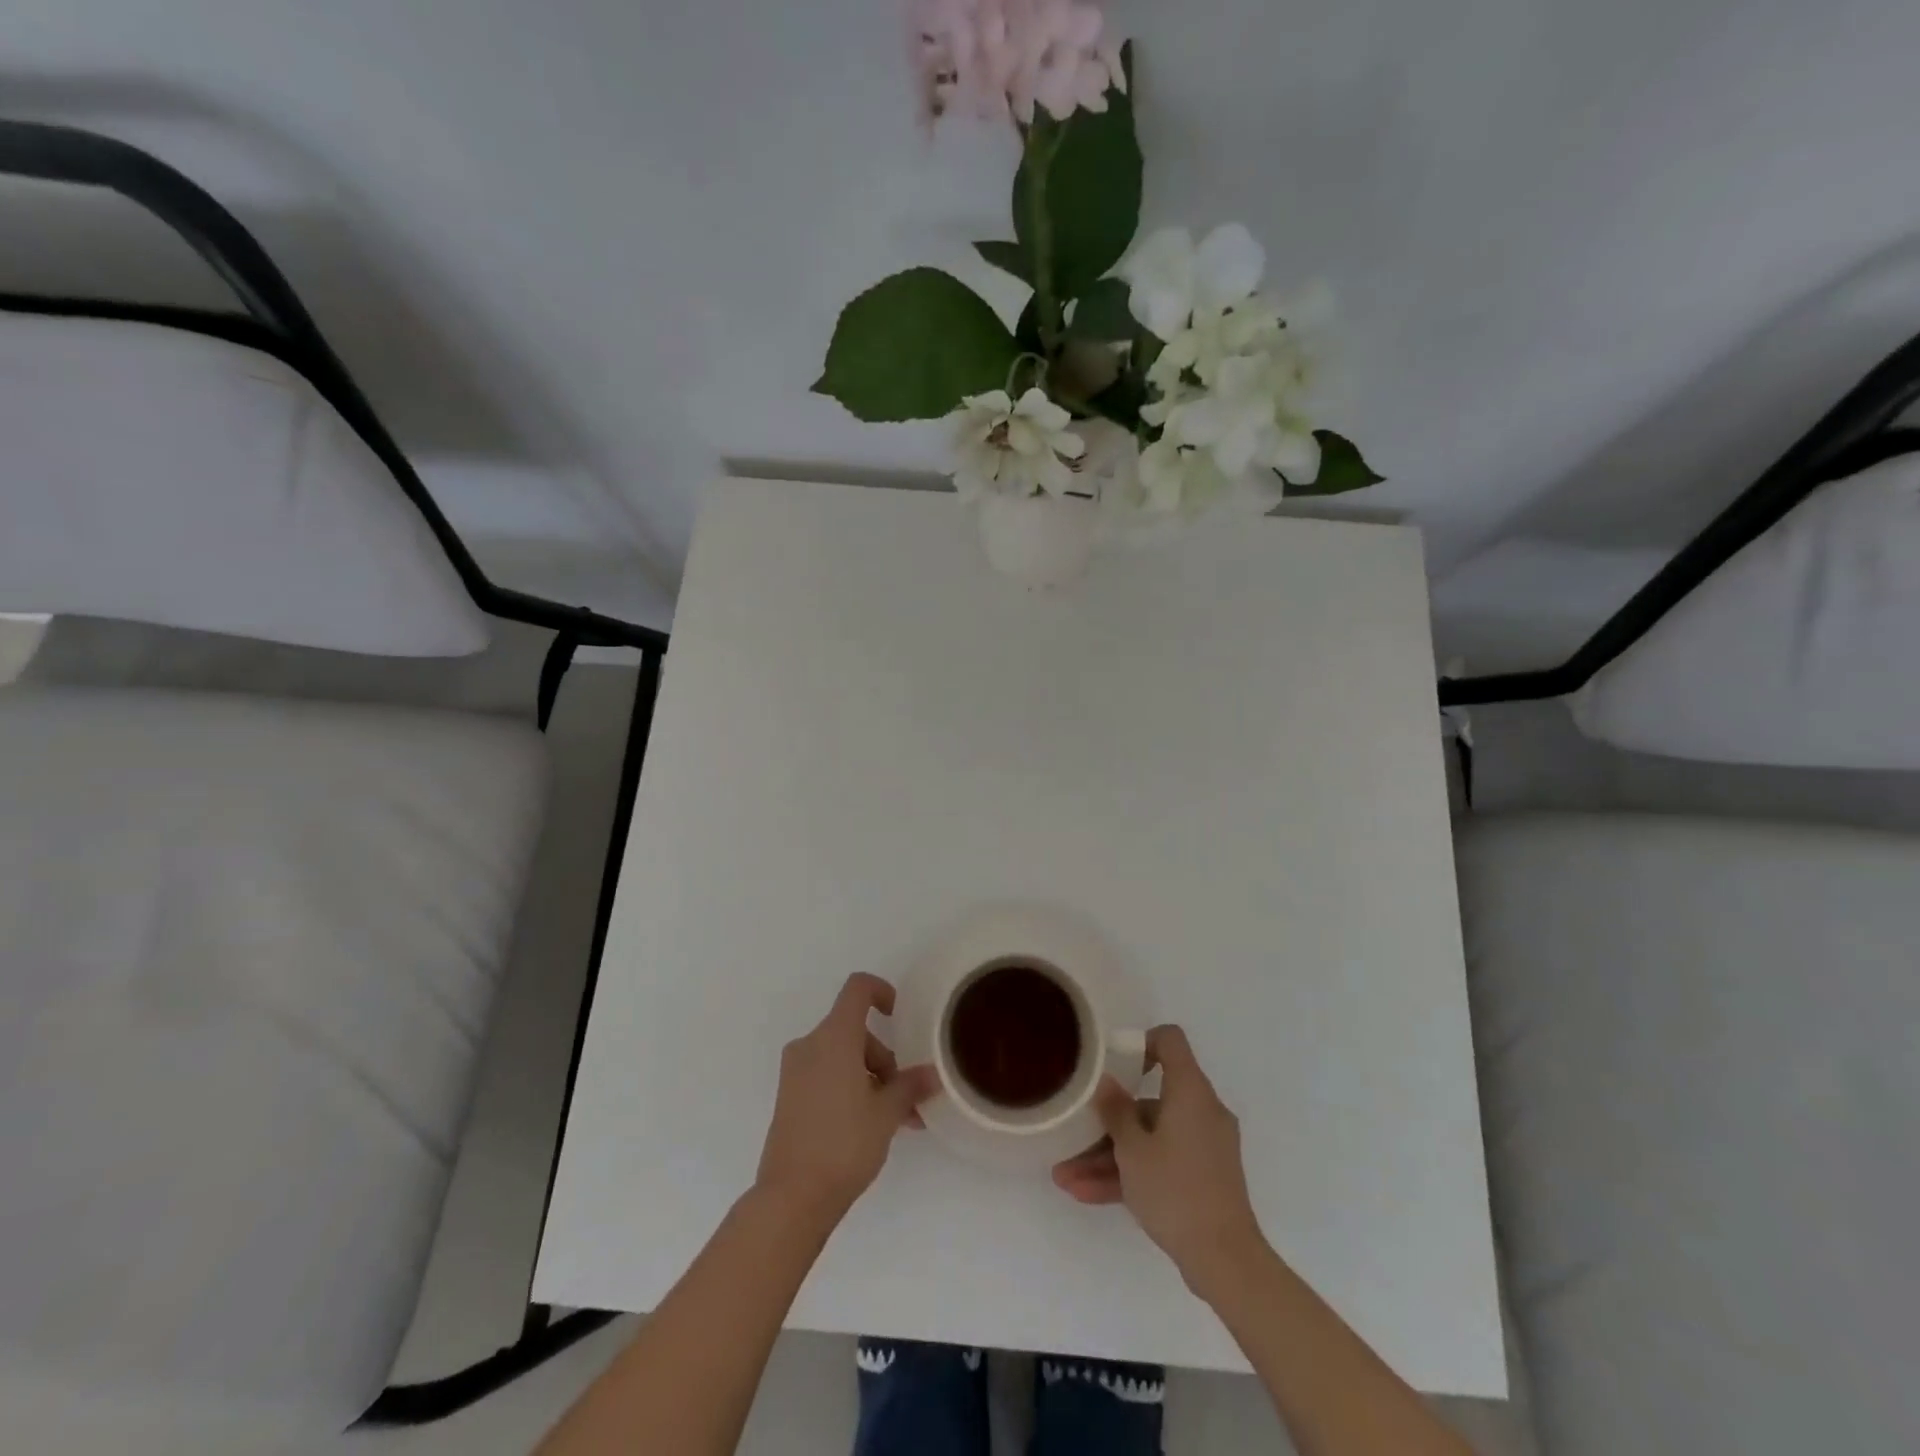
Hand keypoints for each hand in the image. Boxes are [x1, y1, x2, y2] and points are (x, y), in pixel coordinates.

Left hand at [755, 973, 936, 1223]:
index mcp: (834, 1037)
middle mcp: (810, 1045)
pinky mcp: (788, 1097)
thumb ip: (910, 1086)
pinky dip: (849, 1088)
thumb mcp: (887, 1113)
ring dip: (870, 1078)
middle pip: (854, 1031)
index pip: (858, 989)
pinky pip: (826, 1076)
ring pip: (842, 1056)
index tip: (899, 1016)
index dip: (882, 991)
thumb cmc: (844, 1143)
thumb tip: (931, 1074)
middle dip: (883, 1058)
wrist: (791, 1197)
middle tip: (904, 1097)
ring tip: (895, 1120)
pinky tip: (869, 1125)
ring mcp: (795, 1072)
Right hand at [1052, 1025, 1266, 1296]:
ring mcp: (1203, 1146)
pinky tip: (1087, 1194)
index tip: (1114, 1064)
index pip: (1170, 1041)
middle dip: (1109, 1120)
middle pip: (1150, 1099)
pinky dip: (1131, 1174)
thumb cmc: (1176, 1191)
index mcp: (1190, 1091)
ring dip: (1110, 1156)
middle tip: (1075, 1134)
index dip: (1141, 1043)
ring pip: (1150, 1138)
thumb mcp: (1133, 1149)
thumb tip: (1106, 1080)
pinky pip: (1161, 1162)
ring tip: (1066, 1177)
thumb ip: (1115, 1110)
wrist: (1226, 1261)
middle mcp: (1201, 1110)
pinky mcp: (1203, 1178)